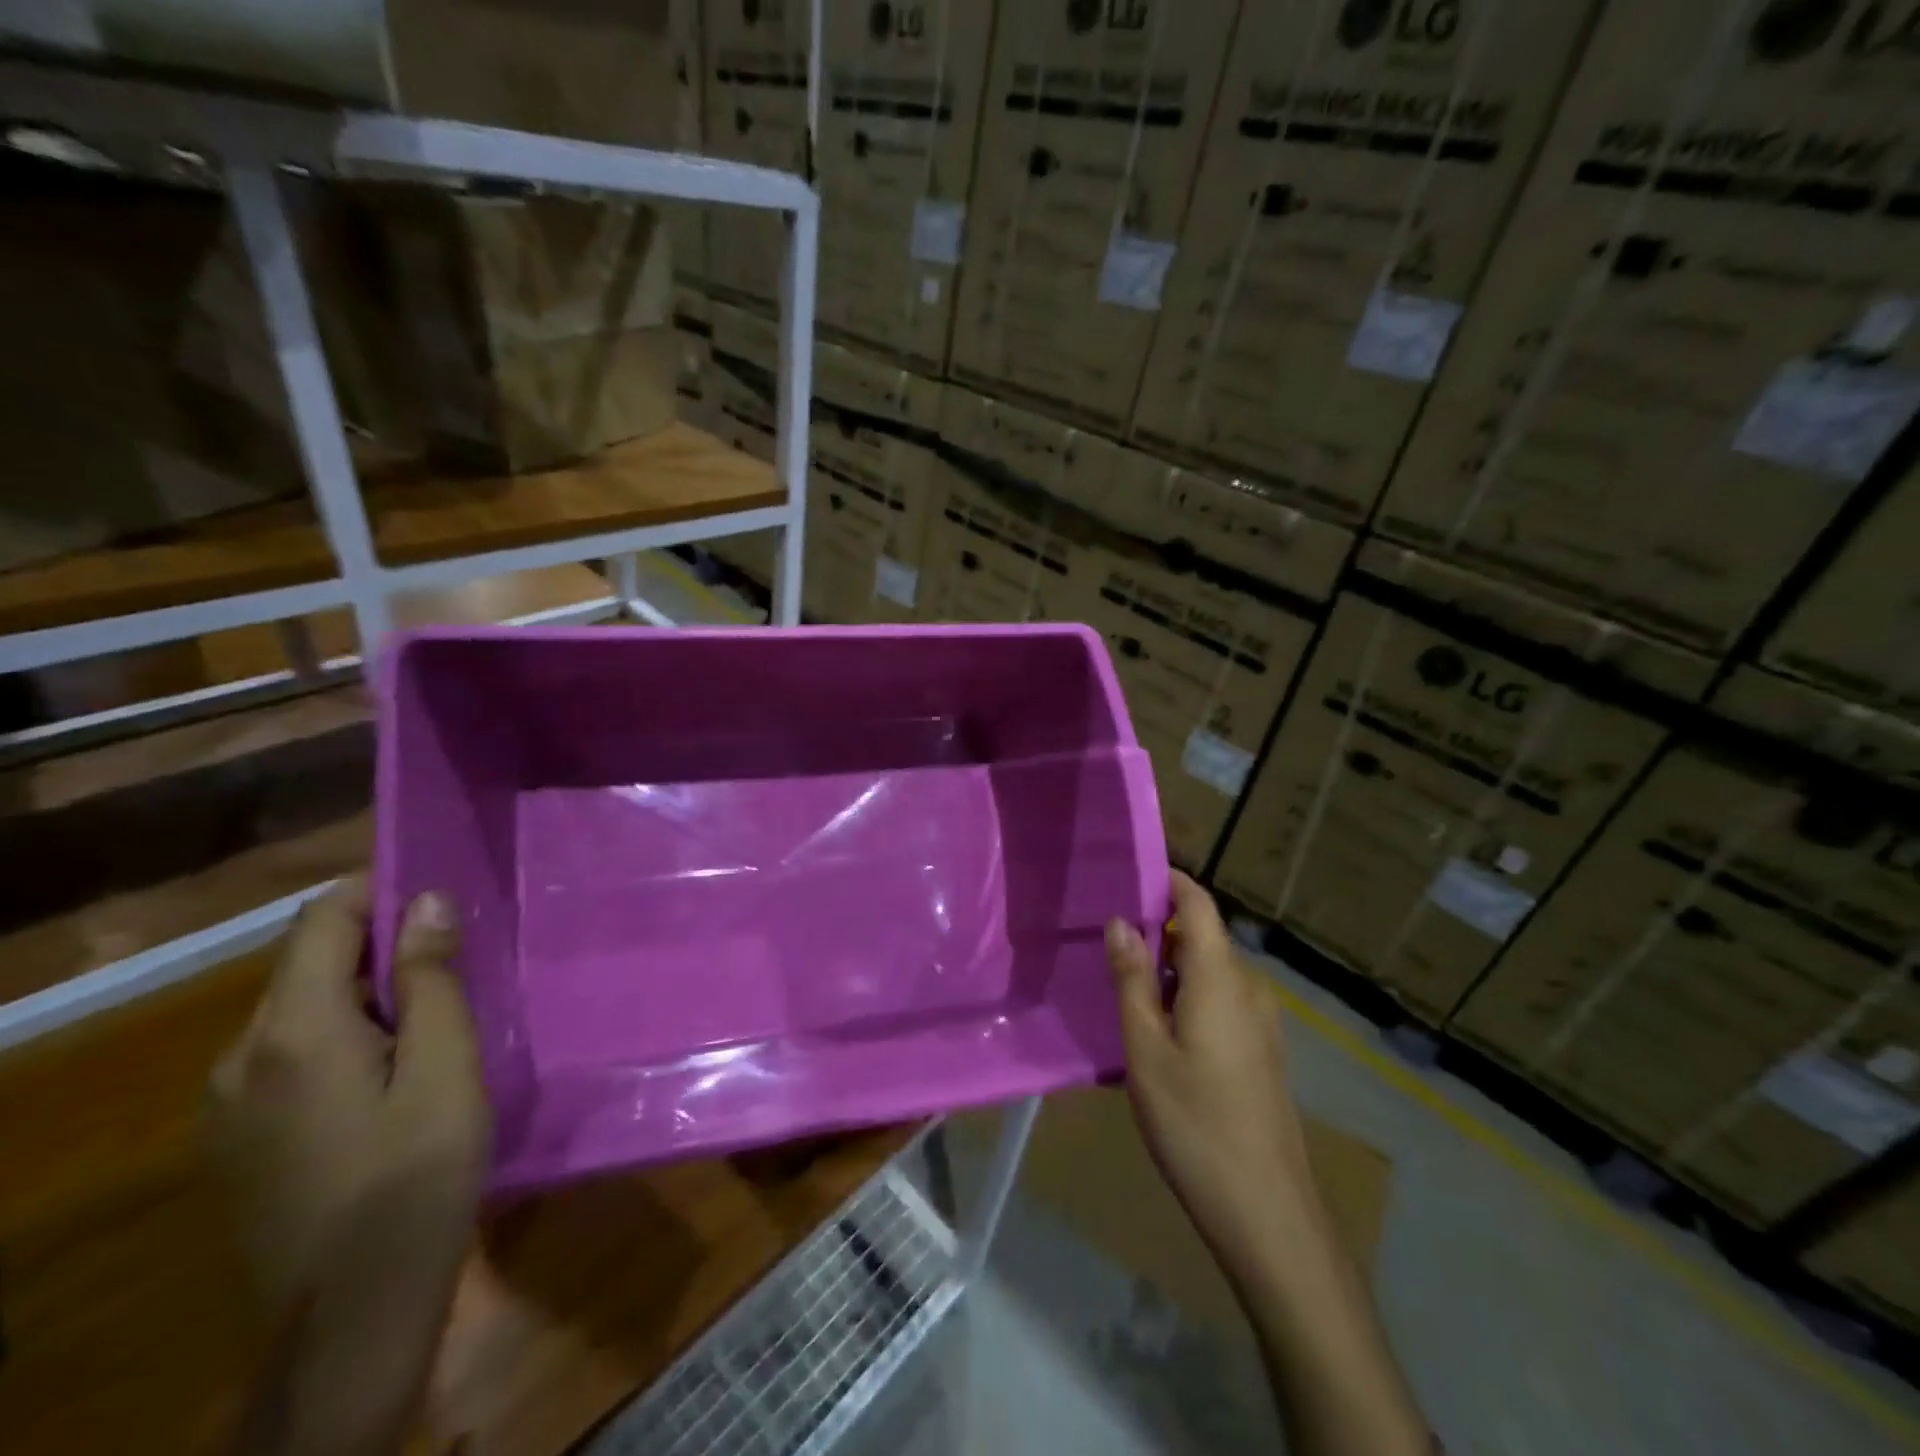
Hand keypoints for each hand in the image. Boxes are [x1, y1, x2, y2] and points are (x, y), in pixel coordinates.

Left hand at [207, 877, 488, 1454]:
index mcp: (293, 1032)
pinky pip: (287, 1052)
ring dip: (361, 991)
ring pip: (296, 1009)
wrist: (355, 1308)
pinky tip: (391, 1068)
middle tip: (455, 956)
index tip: (439, 891)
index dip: (376, 891)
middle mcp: (239, 1056)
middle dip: (377, 944)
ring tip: (433, 1012)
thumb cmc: (418, 1174)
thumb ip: (431, 981)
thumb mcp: (446, 1068)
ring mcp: (227, 1102)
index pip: (322, 922)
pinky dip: (340, 1032)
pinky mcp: (236, 1137)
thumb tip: (427, 902)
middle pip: (306, 963)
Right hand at [1105, 870, 1314, 1263]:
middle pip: (1203, 936)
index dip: (1169, 881)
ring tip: (1123, 983)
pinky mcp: (1262, 1050)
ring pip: (1210, 971)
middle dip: (1159, 929)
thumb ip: (1132, 979)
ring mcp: (1262, 1021)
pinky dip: (1187, 996)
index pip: (1199, 903)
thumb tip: (1121, 921)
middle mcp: (1249, 987)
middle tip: (1107, 940)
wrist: (1267, 1212)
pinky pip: (1221, 1000)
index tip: (1128, 874)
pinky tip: (1157, 1028)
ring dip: (1170, 967)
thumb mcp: (1146, 1048)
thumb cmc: (1195, 1122)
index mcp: (1221, 977)